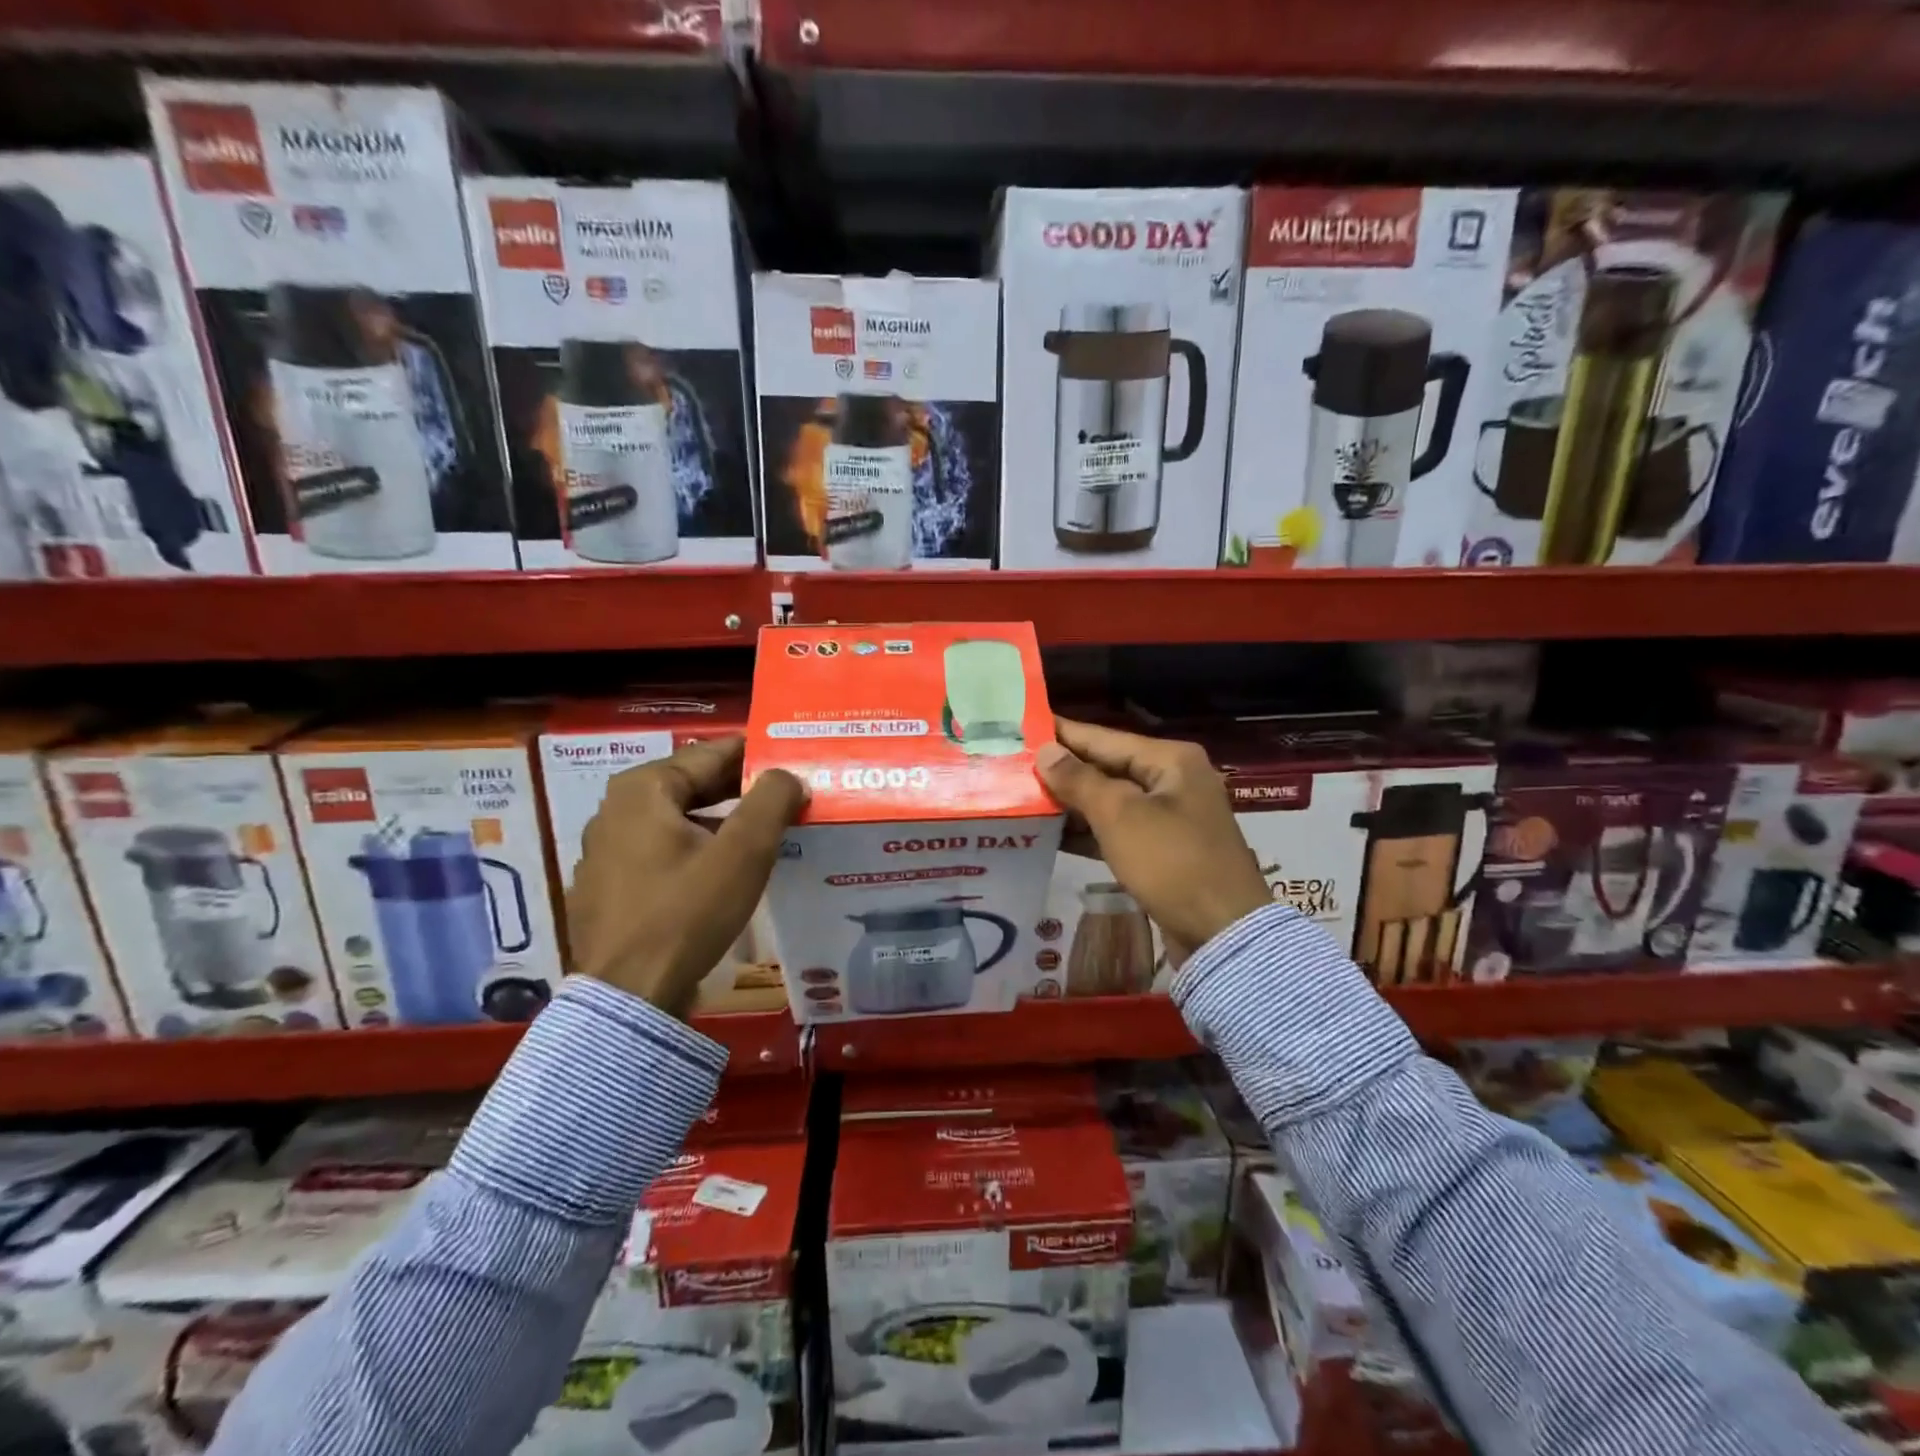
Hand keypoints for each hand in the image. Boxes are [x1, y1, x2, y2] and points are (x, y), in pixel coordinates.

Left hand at [567, 736, 805, 1017]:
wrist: (628, 997)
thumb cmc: (687, 913)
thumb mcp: (743, 852)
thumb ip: (772, 800)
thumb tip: (788, 775)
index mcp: (643, 788)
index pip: (713, 753)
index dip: (759, 754)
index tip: (795, 757)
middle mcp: (616, 809)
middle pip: (694, 784)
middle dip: (743, 788)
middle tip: (791, 793)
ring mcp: (607, 849)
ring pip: (680, 818)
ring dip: (724, 820)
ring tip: (767, 828)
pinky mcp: (610, 885)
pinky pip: (664, 849)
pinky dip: (698, 847)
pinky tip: (727, 867)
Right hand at [1036, 718, 1271, 966]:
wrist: (1223, 934)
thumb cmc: (1172, 862)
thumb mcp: (1120, 816)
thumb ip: (1079, 780)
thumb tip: (1045, 751)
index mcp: (1170, 760)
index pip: (1104, 738)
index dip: (1062, 733)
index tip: (1023, 725)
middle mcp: (1173, 780)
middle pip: (1107, 767)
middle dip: (1062, 769)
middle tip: (1014, 764)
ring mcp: (1170, 817)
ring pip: (1110, 801)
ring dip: (1071, 802)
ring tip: (1023, 797)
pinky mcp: (1163, 850)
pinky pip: (1118, 830)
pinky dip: (1088, 831)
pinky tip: (1050, 834)